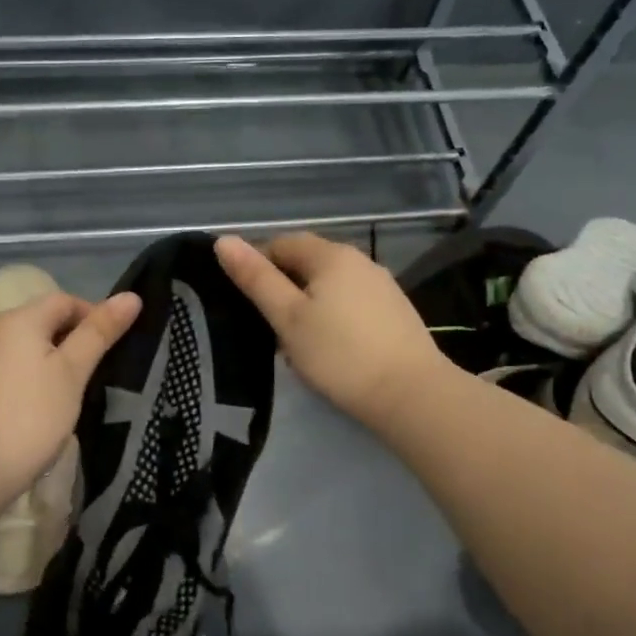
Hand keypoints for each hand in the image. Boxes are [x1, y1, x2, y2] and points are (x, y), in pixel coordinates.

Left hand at [0, 290, 141, 510]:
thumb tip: (131, 296)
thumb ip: (99, 333)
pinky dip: (34, 380)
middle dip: (75, 340)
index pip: (65, 300)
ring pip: (28, 348)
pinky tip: (45, 408)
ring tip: (77, 392)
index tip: (114, 348)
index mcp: (19, 319)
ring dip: (55, 362)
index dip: (94, 316)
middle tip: (100, 372)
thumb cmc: (30, 416)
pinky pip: (13, 370)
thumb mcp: (73, 372)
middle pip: (44, 321)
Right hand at [215, 232, 447, 432]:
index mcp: (331, 255)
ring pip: (330, 285)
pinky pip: (351, 302)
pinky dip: (333, 316)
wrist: (411, 394)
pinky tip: (331, 348)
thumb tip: (224, 241)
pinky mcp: (396, 311)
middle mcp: (360, 260)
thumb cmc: (340, 354)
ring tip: (296, 342)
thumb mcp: (288, 318)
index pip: (282, 242)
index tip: (246, 302)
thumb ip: (256, 279)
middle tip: (268, 327)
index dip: (258, 265)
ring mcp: (382, 285)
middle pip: (308, 262)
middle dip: (283, 287)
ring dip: (307, 304)